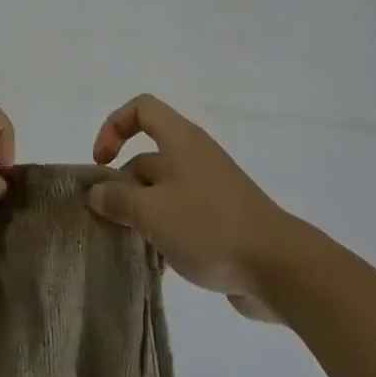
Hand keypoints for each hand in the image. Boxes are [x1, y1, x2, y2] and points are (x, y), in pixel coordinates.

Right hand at [89, 94, 290, 320]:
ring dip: (140, 214)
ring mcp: (209, 190)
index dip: (114, 126)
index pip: (141, 109)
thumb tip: (97, 192)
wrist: (278, 267)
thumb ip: (118, 199)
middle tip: (107, 219)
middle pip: (147, 157)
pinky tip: (154, 264)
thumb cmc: (208, 226)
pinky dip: (163, 233)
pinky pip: (180, 217)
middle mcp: (194, 158)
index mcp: (180, 141)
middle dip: (122, 185)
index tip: (101, 163)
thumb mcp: (152, 212)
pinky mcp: (220, 220)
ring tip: (127, 245)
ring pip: (161, 192)